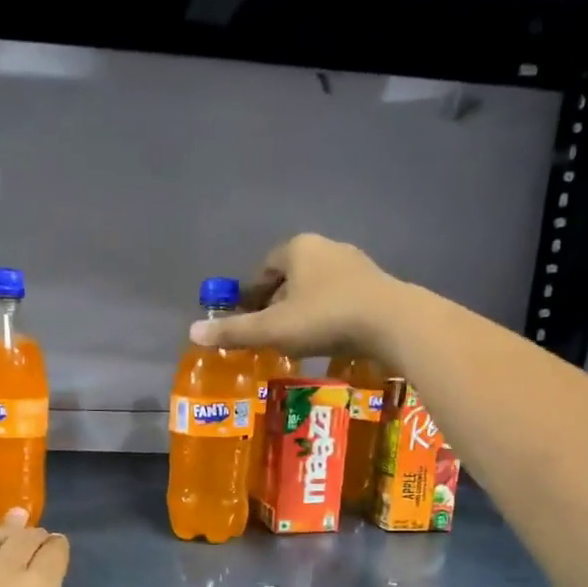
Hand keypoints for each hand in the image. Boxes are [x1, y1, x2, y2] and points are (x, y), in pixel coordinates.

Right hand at [189, 233, 404, 357]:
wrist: (393, 323)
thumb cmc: (325, 319)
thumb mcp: (273, 329)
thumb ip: (235, 331)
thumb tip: (193, 332)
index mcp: (298, 248)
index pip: (264, 267)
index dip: (251, 293)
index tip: (246, 318)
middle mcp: (327, 247)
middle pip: (291, 275)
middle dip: (277, 302)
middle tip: (268, 332)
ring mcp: (356, 264)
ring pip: (317, 287)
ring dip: (303, 309)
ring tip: (296, 339)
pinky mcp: (376, 285)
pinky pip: (340, 298)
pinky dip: (328, 315)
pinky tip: (328, 338)